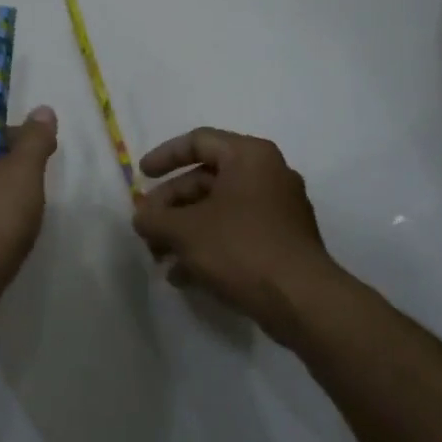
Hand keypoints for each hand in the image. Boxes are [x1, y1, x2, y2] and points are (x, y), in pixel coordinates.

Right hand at [131, 127, 338, 338]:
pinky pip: (236, 233)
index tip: (140, 176)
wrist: (301, 300)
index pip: (198, 141)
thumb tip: (141, 218)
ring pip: (219, 210)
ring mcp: (279, 210)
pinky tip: (183, 276)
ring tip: (158, 257)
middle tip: (146, 228)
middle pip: (206, 180)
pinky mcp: (282, 242)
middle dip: (170, 206)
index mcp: (250, 157)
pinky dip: (208, 247)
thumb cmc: (241, 248)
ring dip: (184, 231)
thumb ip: (154, 218)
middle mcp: (268, 175)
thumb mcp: (185, 231)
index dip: (164, 156)